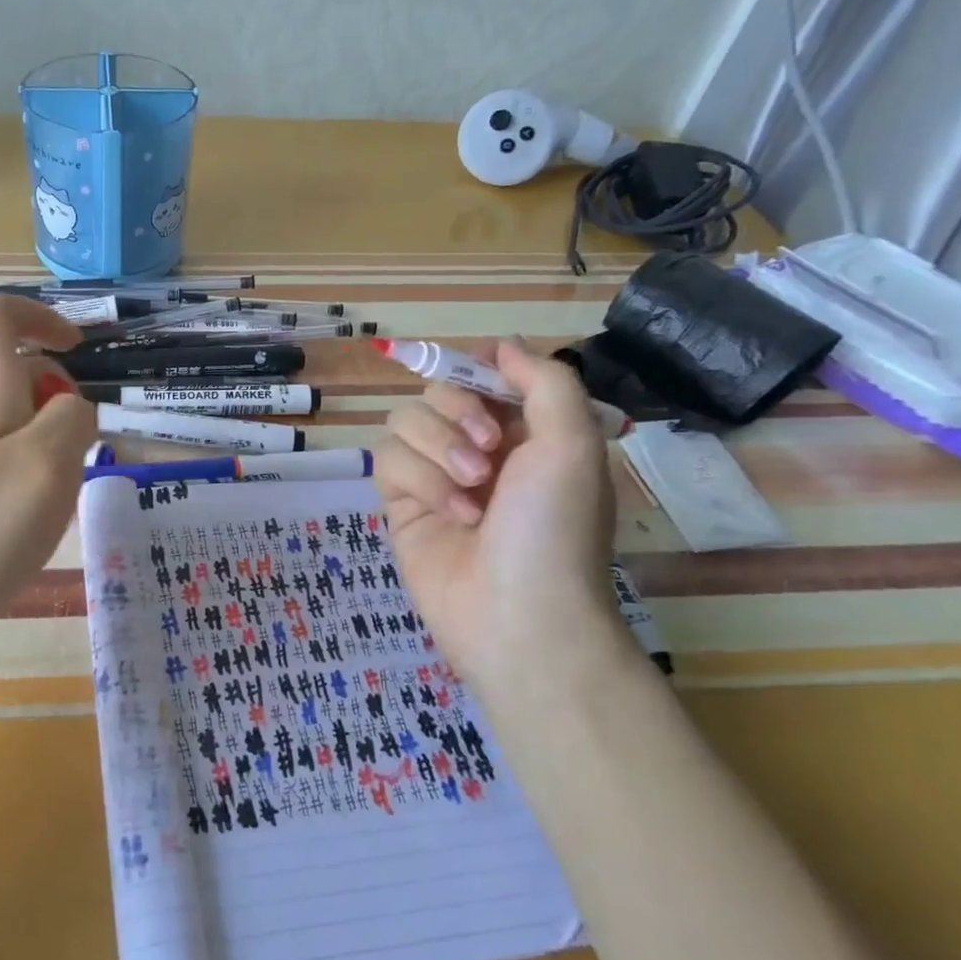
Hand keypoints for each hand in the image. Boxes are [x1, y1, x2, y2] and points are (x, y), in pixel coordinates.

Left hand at [0, 296, 96, 641]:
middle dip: (58, 401)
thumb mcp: (48, 466)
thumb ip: (72, 420)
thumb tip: (72, 406)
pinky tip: (26, 522)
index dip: (38, 315)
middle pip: (13, 373)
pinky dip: (26, 473)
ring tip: (54, 499)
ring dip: (47, 444)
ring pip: (10, 420)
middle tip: (76, 454)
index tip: (75, 348)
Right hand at [374, 340, 621, 684]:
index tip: (485, 388)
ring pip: (404, 422)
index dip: (476, 372)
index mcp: (525, 430)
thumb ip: (544, 380)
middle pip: (436, 391)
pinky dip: (420, 482)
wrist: (519, 615)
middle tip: (489, 451)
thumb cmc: (556, 528)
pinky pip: (388, 461)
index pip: (482, 373)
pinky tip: (452, 516)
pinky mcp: (402, 503)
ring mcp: (436, 474)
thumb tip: (502, 344)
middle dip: (458, 414)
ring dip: (438, 450)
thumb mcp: (573, 443)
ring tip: (472, 493)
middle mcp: (478, 446)